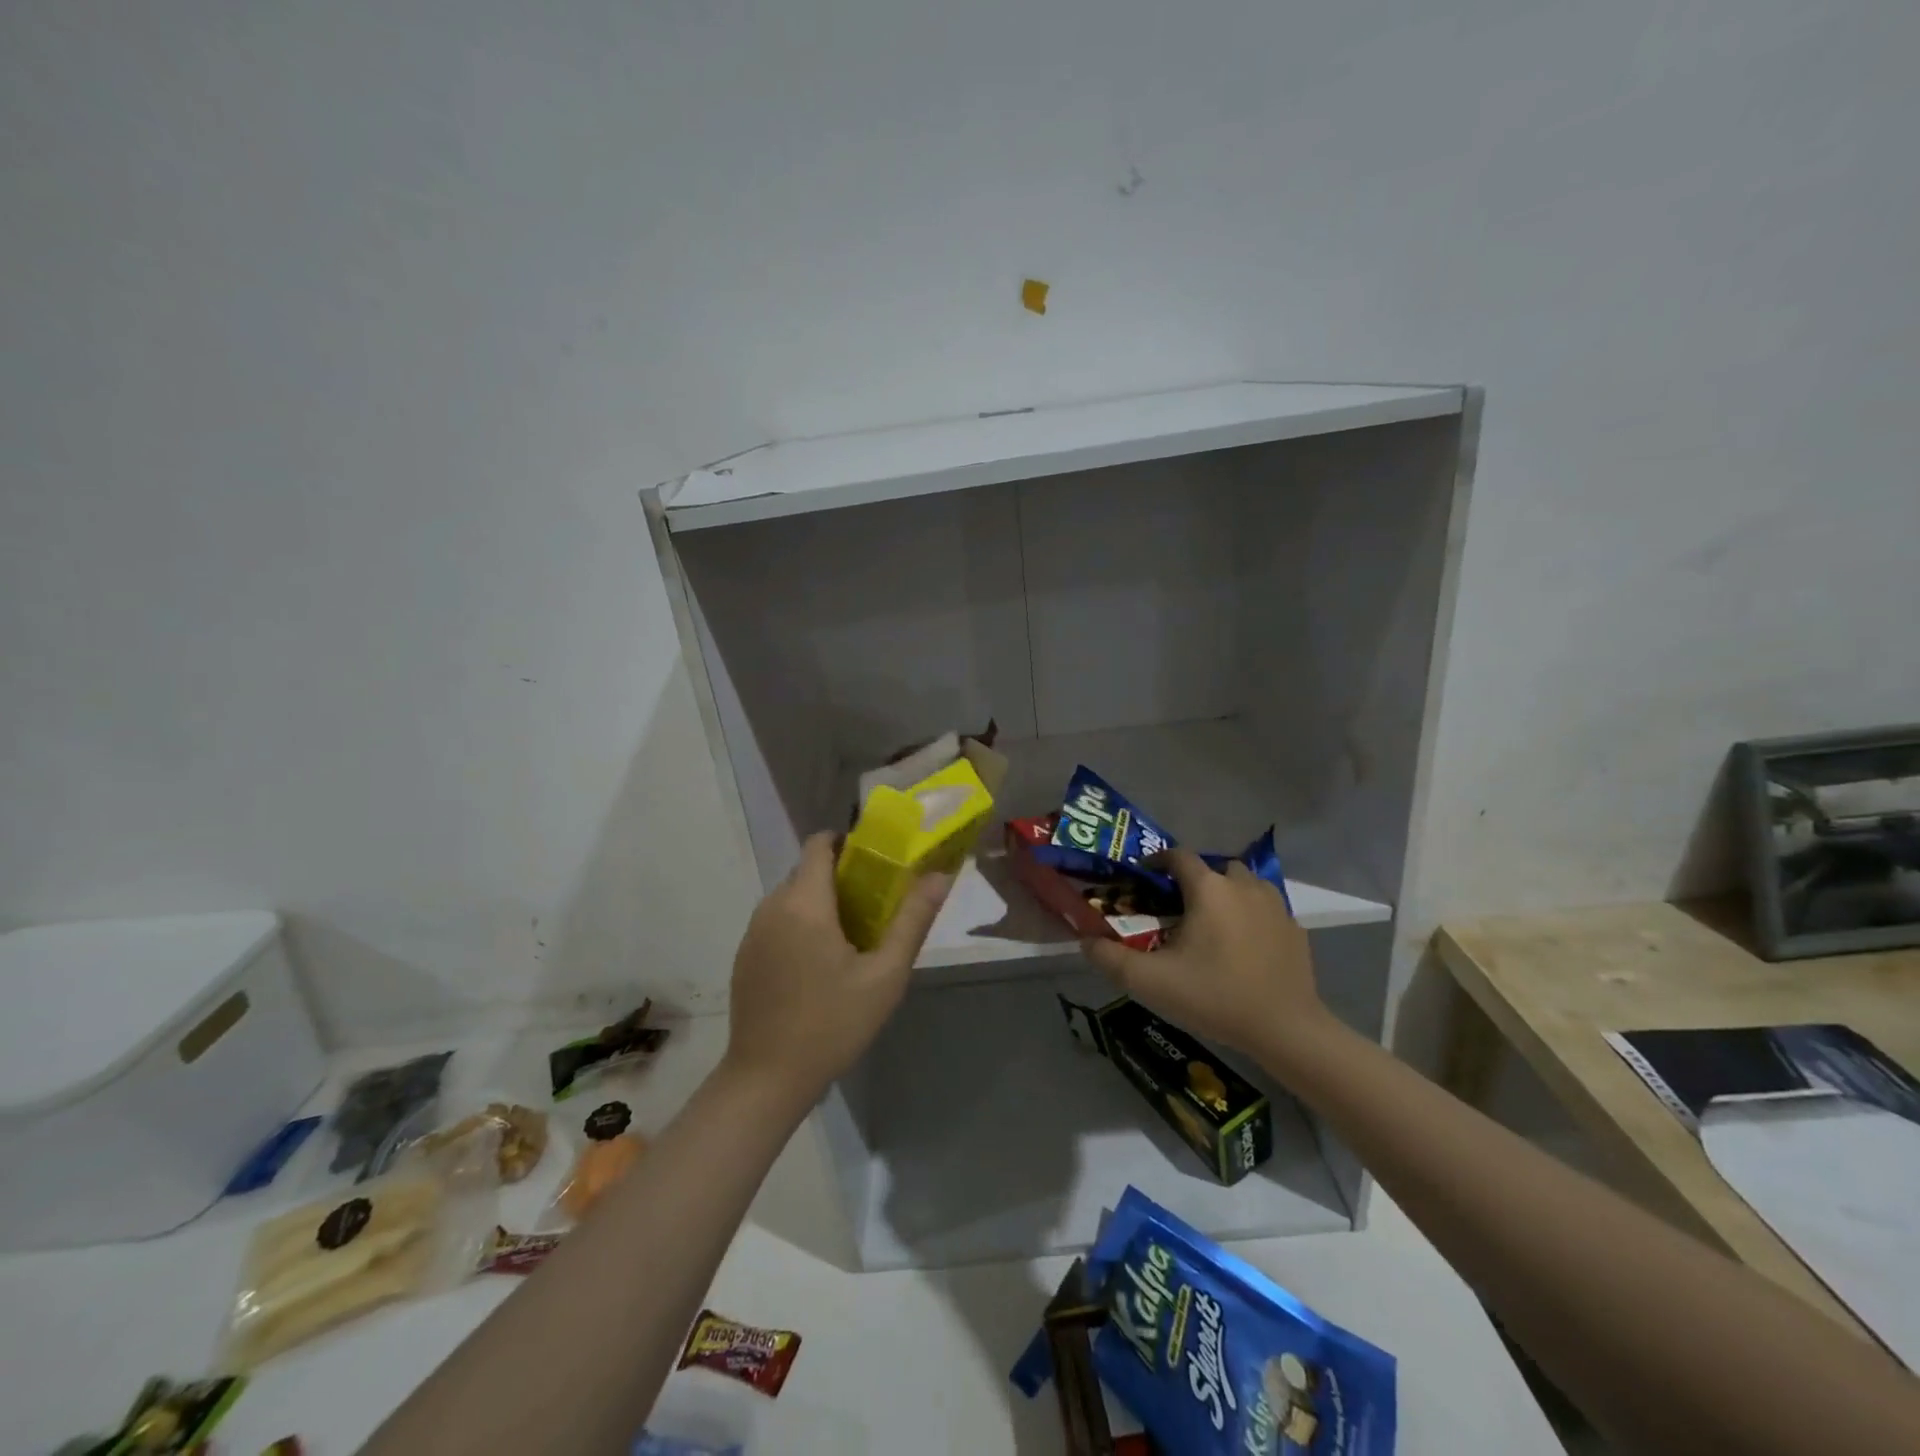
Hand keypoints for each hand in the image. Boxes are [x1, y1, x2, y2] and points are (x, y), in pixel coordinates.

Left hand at [724, 832, 951, 1101]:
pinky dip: (800, 924)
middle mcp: (772, 906)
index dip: (847, 842)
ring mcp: (753, 932)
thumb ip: (912, 920)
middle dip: (840, 876)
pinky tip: (819, 963)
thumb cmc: (832, 1024)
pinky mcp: (745, 955)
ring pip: (791, 896)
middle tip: (875, 903)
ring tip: (852, 935)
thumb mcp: (885, 975)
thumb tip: (939, 876)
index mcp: (805, 903)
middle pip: (807, 870)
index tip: (875, 861)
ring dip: (820, 902)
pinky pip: (777, 920)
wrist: (767, 1078)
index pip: (819, 844)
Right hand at [1081, 849, 1328, 1067]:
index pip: (1178, 856)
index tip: (1143, 878)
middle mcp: (1243, 885)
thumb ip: (1109, 958)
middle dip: (1194, 881)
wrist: (1285, 1029)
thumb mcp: (1150, 982)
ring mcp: (1275, 905)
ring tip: (1212, 924)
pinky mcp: (1295, 929)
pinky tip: (1243, 946)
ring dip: (1226, 894)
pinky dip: (1252, 917)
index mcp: (1208, 889)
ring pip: (1244, 884)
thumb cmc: (1214, 996)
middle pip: (1214, 868)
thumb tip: (1085, 941)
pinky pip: (1266, 909)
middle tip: (1178, 909)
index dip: (1157, 862)